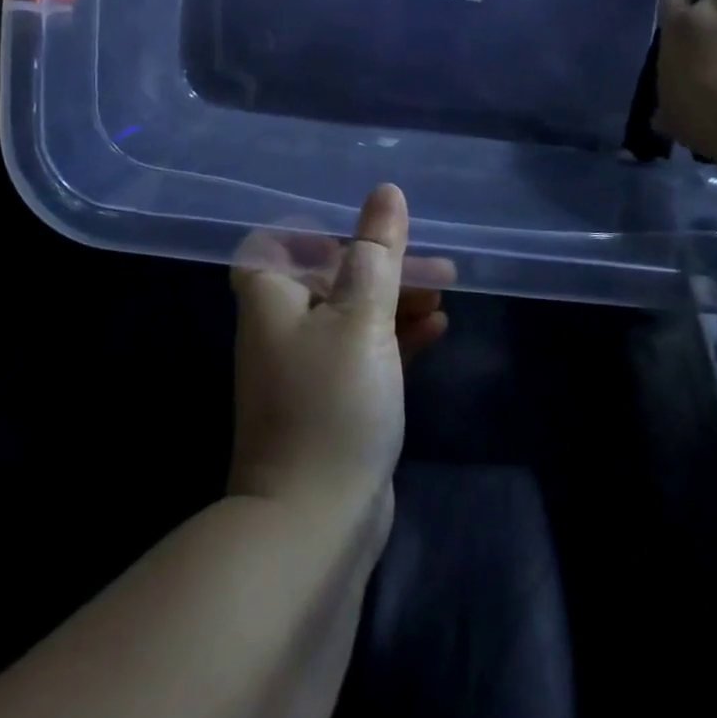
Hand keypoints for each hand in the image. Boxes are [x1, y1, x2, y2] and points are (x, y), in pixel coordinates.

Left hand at [228, 184, 448, 525]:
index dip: (316, 233)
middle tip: (434, 264)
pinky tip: (438, 330)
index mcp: (272, 297)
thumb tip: (385, 192)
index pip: (279, 244)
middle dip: (382, 267)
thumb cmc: (332, 401)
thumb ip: (376, 252)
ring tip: (445, 292)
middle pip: (330, 278)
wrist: (313, 525)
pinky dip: (396, 339)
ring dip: (396, 302)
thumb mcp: (361, 315)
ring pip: (352, 316)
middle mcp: (281, 327)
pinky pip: (365, 354)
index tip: (363, 232)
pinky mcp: (332, 404)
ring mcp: (307, 369)